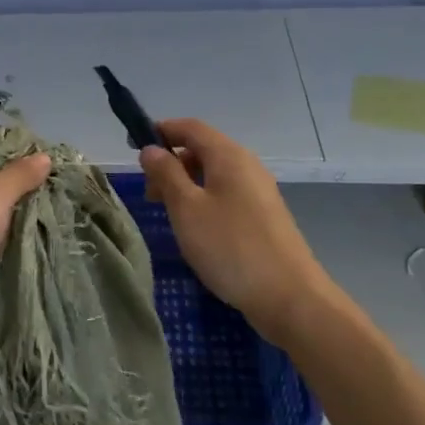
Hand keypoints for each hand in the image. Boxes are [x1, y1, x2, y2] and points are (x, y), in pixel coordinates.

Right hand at [139, 119, 326, 340]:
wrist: (290, 297)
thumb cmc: (231, 247)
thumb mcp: (187, 209)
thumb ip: (166, 174)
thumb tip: (151, 149)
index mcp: (229, 155)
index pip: (191, 127)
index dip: (162, 131)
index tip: (134, 148)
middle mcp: (247, 165)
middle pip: (203, 149)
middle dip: (172, 163)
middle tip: (148, 193)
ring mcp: (259, 191)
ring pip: (215, 174)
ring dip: (187, 185)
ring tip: (168, 213)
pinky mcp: (264, 216)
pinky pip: (227, 195)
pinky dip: (205, 200)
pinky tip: (196, 229)